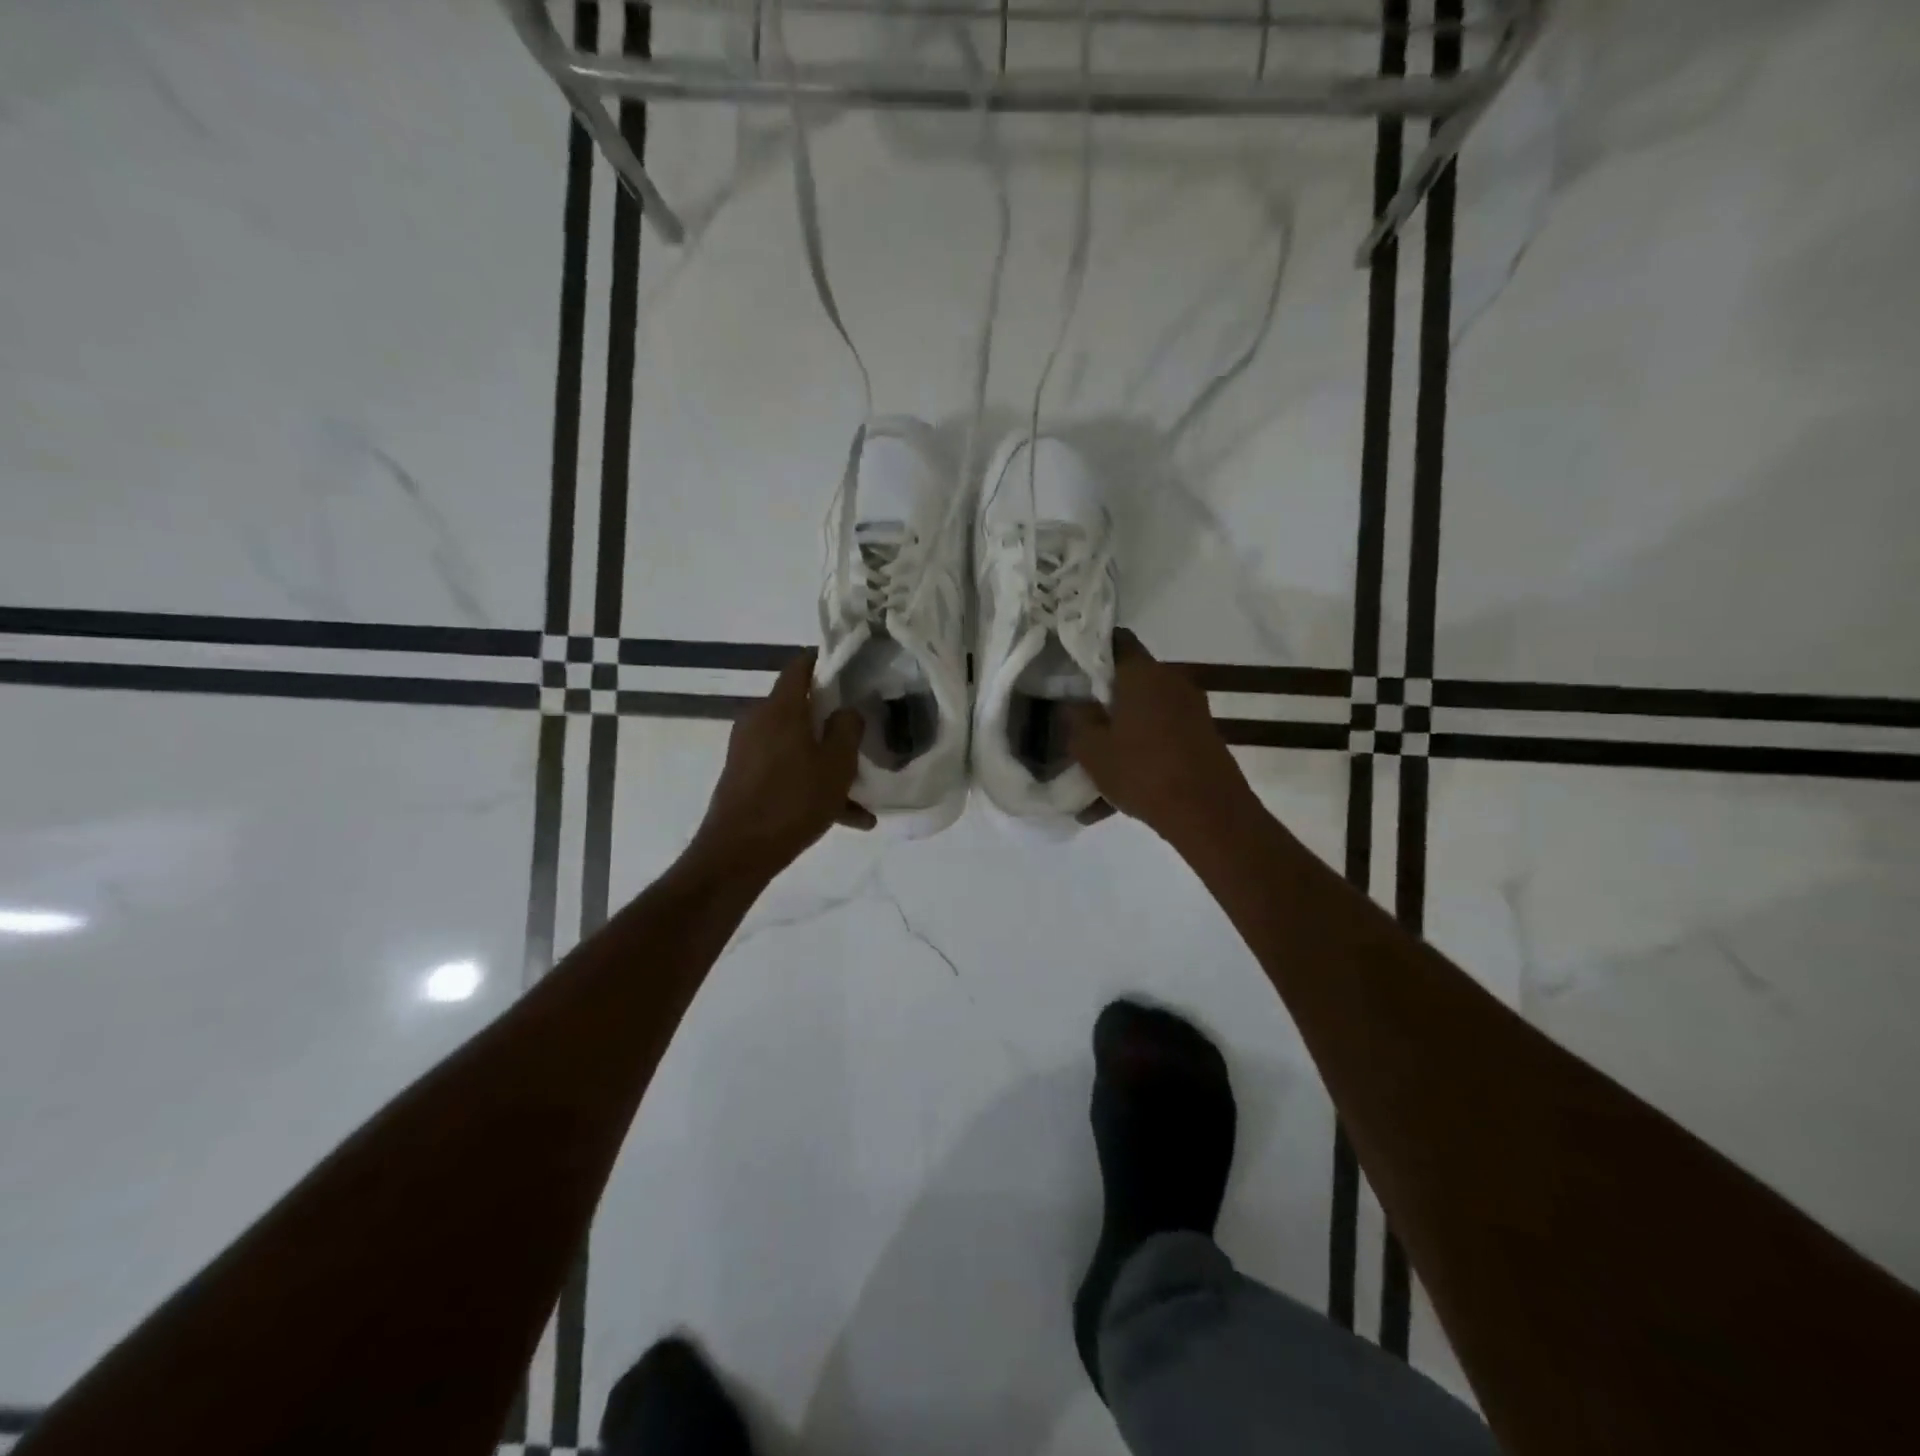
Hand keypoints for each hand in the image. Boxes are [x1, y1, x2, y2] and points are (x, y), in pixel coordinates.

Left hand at [689, 651, 873, 880]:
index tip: (850, 666)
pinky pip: (786, 771)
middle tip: (862, 732)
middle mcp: (759, 721)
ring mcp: (748, 750)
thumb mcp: (836, 764)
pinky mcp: (744, 777)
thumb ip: (847, 728)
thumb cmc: (793, 800)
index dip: (825, 660)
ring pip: (797, 746)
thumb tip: (846, 710)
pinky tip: (846, 817)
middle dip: (832, 720)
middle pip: (800, 708)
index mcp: (781, 708)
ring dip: (826, 762)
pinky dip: (811, 784)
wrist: (738, 852)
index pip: (800, 666)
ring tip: (861, 792)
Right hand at [1065, 630, 1253, 845]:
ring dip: (1118, 738)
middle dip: (1102, 702)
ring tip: (1091, 775)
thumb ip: (1076, 719)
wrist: (1209, 814)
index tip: (1070, 667)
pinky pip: (1159, 741)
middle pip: (1129, 682)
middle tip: (1076, 723)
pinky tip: (1111, 801)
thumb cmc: (1142, 771)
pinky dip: (1138, 759)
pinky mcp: (1201, 739)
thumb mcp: (1091, 749)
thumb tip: (1073, 702)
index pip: (1116, 640)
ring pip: (1142, 717)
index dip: (1091, 648)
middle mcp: (1172, 682)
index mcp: (1143, 673)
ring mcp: (1191, 711)